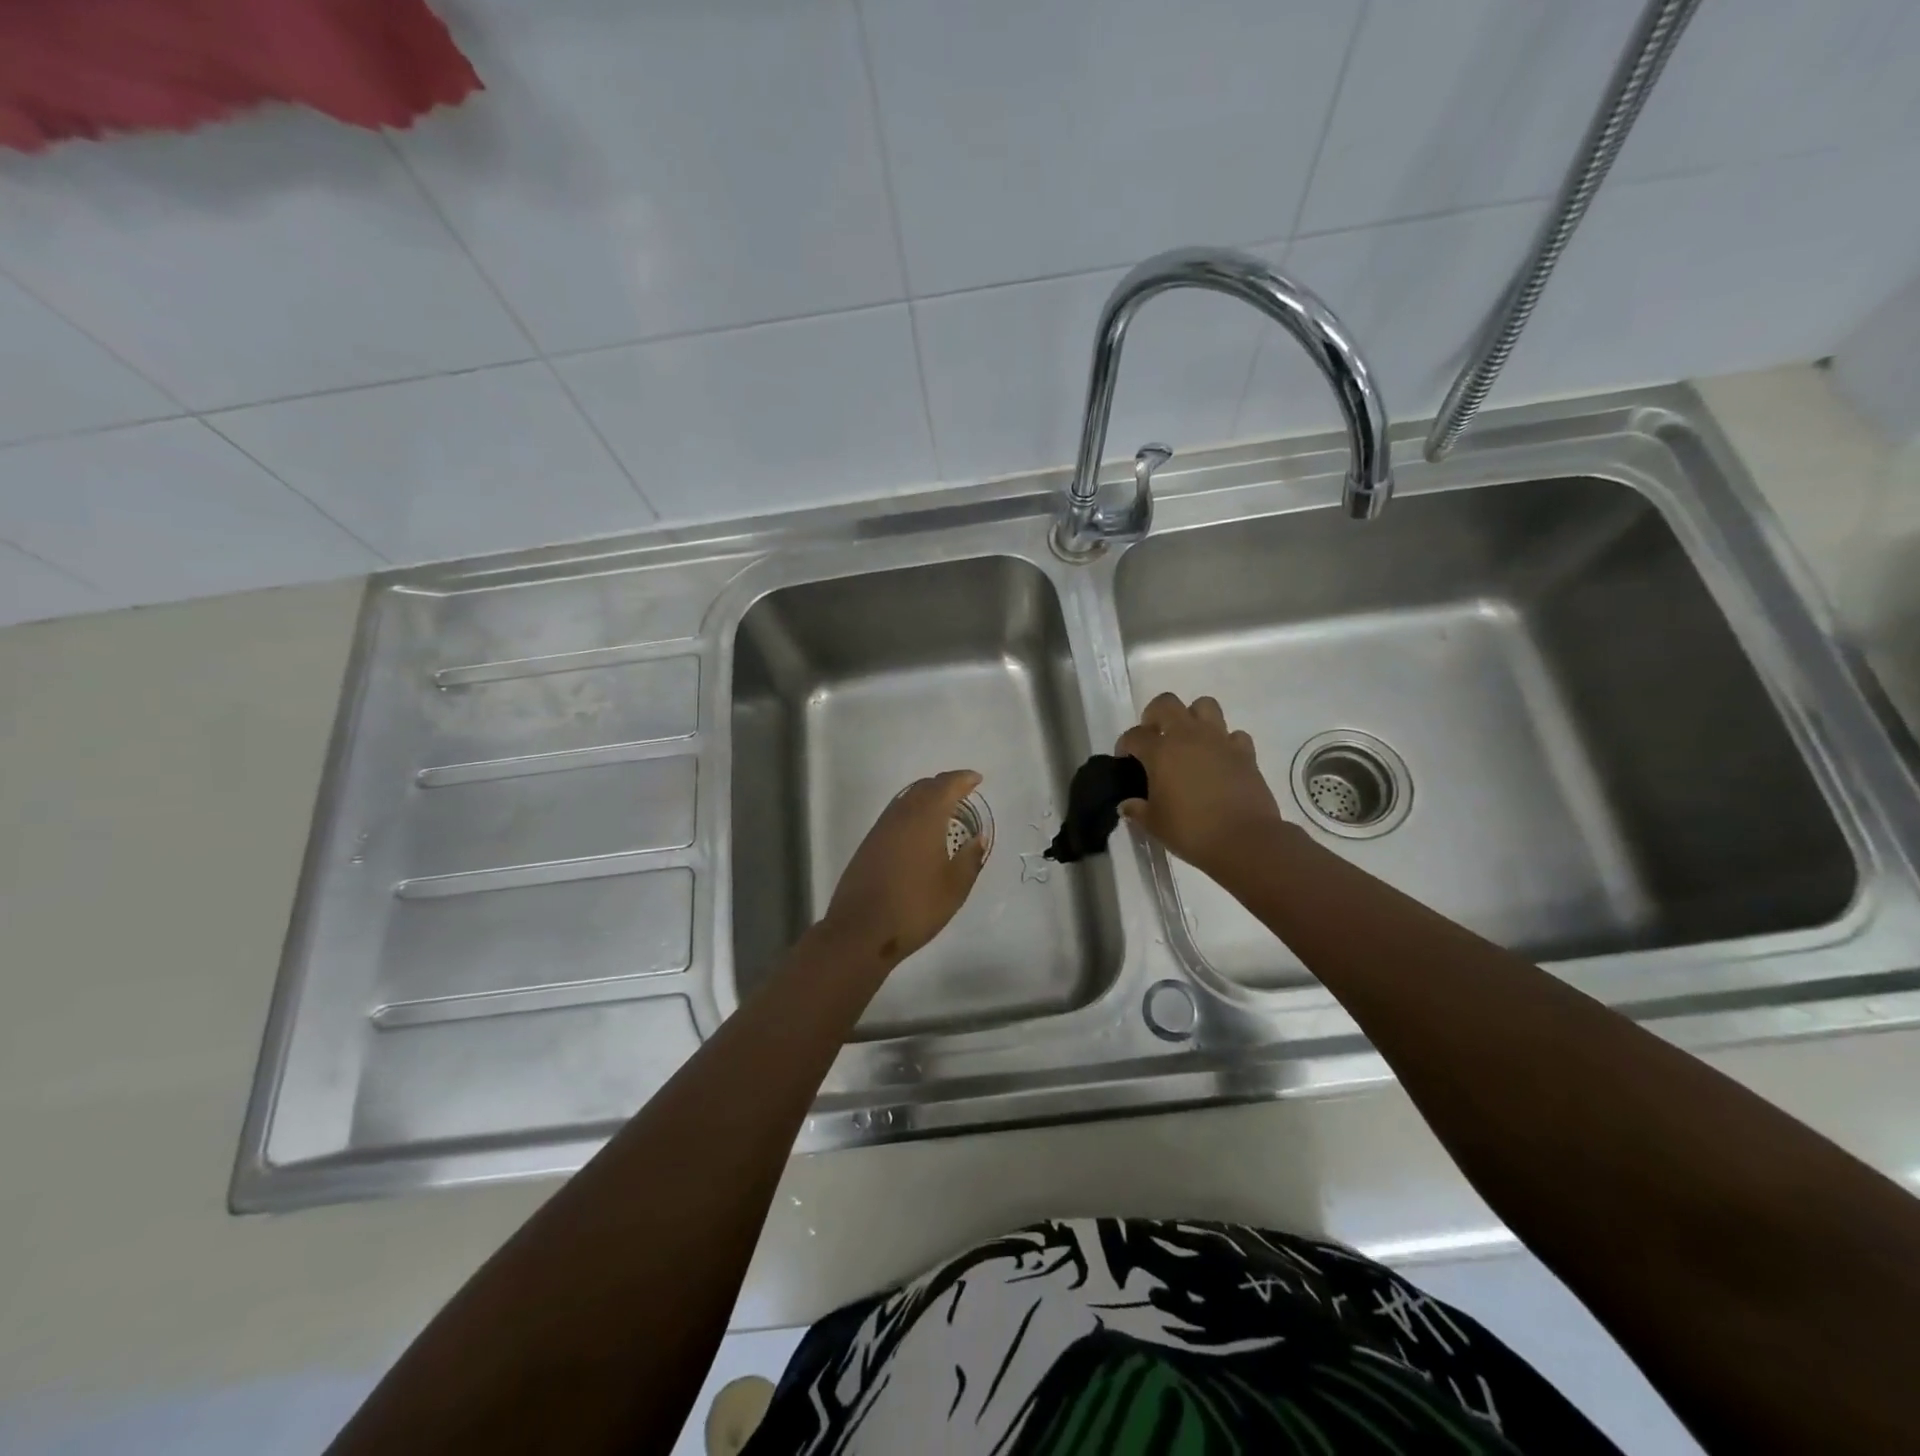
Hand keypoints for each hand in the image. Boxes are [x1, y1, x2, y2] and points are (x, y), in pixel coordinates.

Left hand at [820, 769, 986, 966]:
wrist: (861, 930)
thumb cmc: (915, 907)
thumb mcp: (954, 888)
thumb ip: (969, 858)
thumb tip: (977, 838)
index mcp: (924, 819)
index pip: (945, 787)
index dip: (962, 780)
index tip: (977, 779)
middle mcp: (900, 816)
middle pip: (923, 788)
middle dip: (944, 785)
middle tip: (962, 791)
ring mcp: (880, 829)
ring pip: (906, 799)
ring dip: (926, 797)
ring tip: (943, 808)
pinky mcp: (868, 844)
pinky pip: (895, 815)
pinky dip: (911, 811)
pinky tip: (919, 830)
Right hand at [1116, 693, 1287, 879]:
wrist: (1244, 840)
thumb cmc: (1191, 831)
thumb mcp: (1155, 824)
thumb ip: (1137, 810)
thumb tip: (1127, 804)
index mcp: (1160, 751)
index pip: (1134, 735)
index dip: (1125, 745)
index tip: (1125, 760)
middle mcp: (1188, 736)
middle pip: (1166, 703)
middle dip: (1155, 715)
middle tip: (1154, 737)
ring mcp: (1220, 741)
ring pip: (1205, 706)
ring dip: (1193, 717)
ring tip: (1189, 741)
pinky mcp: (1245, 753)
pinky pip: (1234, 734)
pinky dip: (1225, 742)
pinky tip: (1220, 759)